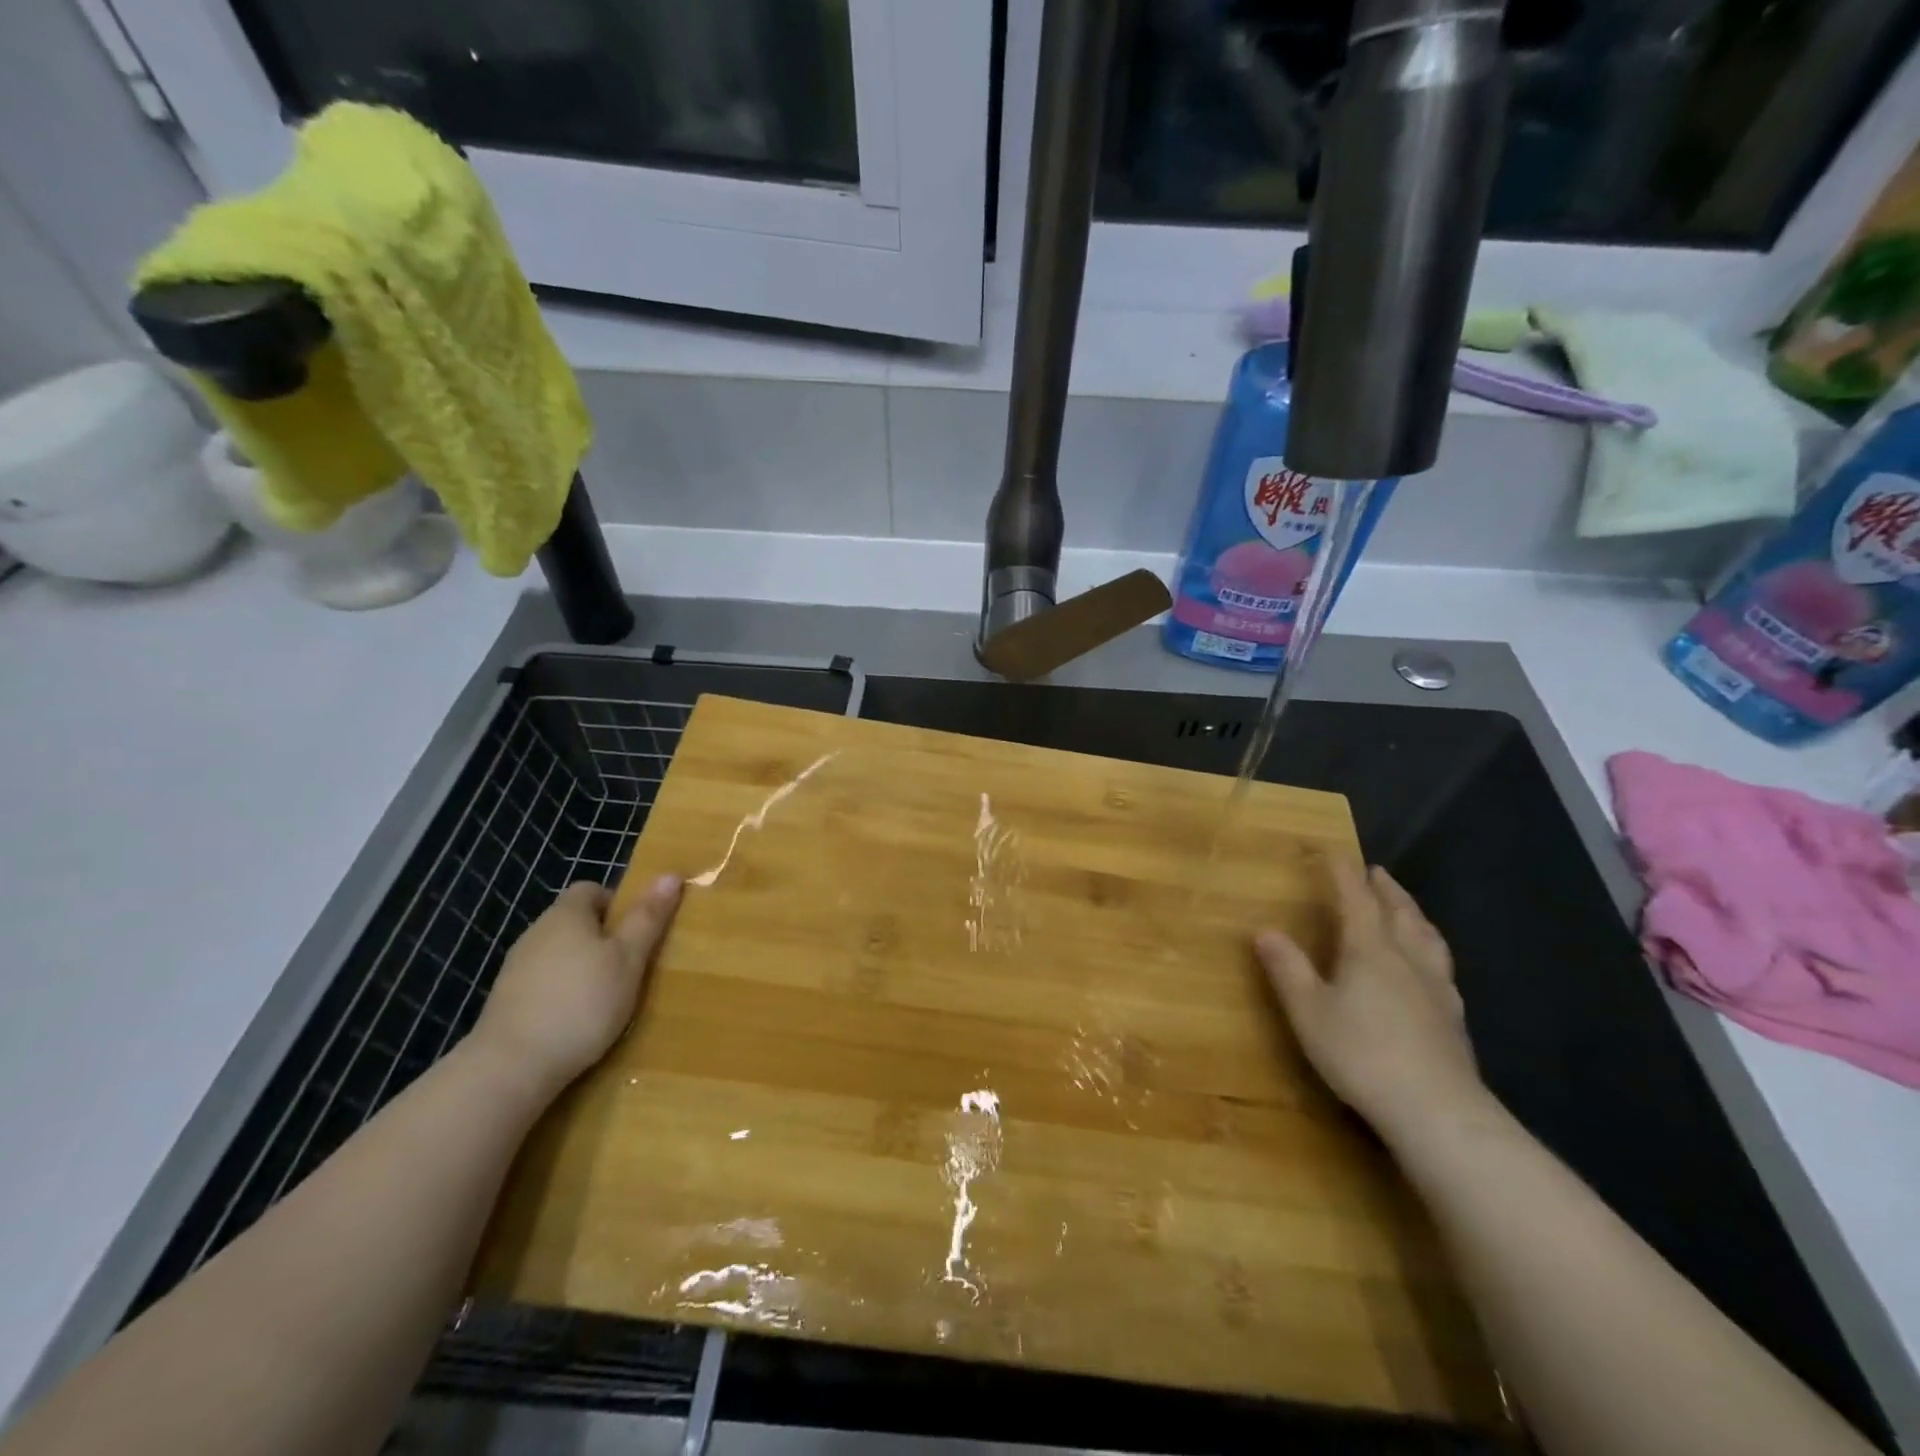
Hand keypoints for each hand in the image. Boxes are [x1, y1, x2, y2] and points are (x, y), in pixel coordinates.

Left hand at [470, 876, 681, 1102]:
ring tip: (606, 997)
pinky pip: (542, 983)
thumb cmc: (582, 1002)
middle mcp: (536, 932)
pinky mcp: (505, 1001)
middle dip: (602, 938)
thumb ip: (648, 917)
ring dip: (581, 967)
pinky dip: (561, 993)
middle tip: (630, 966)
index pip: (591, 889)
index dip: (617, 904)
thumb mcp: (629, 959)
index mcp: (567, 914)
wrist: (511, 1066)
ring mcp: (515, 968)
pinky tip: (575, 1020)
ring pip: (558, 954)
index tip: (636, 932)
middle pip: (574, 922)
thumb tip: (671, 874)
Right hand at [1256, 857, 1491, 1149]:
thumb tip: (1264, 930)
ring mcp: (1437, 988)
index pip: (1355, 898)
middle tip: (1376, 872)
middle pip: (1399, 912)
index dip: (1343, 873)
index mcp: (1370, 949)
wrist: (1438, 1111)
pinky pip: (1441, 966)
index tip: (1334, 851)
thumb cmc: (1362, 1054)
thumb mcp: (1309, 1012)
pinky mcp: (1453, 1018)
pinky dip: (1431, 949)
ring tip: (1407, 908)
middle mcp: (1407, 958)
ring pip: (1427, 937)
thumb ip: (1287, 969)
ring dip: (1414, 914)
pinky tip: (1430, 966)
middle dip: (1385, 889)